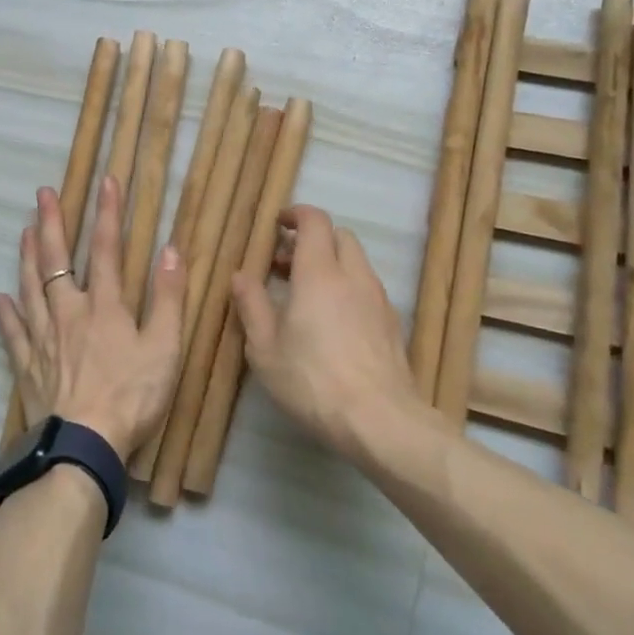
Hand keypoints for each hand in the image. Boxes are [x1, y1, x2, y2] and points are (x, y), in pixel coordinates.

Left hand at [0, 176, 186, 462]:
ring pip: (30, 288)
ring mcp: (44, 339)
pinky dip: (6, 315)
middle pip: (56, 261)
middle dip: (51, 223)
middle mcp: (69, 313)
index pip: (105, 249)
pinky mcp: (28, 367)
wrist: (84, 446)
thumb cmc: (132, 396)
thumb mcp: (165, 347)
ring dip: (27, 257)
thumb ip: (169, 298)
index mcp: (104, 306)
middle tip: (42, 193)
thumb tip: (171, 250)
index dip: (108, 213)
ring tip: (24, 231)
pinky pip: (13, 334)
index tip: (106, 181)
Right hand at [231, 205, 424, 459]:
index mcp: (319, 272)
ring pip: (356, 262)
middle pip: (339, 236)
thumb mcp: (265, 347)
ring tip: (306, 294)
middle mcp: (353, 276)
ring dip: (331, 264)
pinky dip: (347, 287)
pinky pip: (367, 288)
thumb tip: (241, 275)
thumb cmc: (312, 380)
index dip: (296, 215)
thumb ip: (251, 305)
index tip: (278, 225)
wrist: (380, 419)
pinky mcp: (392, 323)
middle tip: (286, 263)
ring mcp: (378, 299)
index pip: (315, 221)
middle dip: (313, 239)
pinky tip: (332, 321)